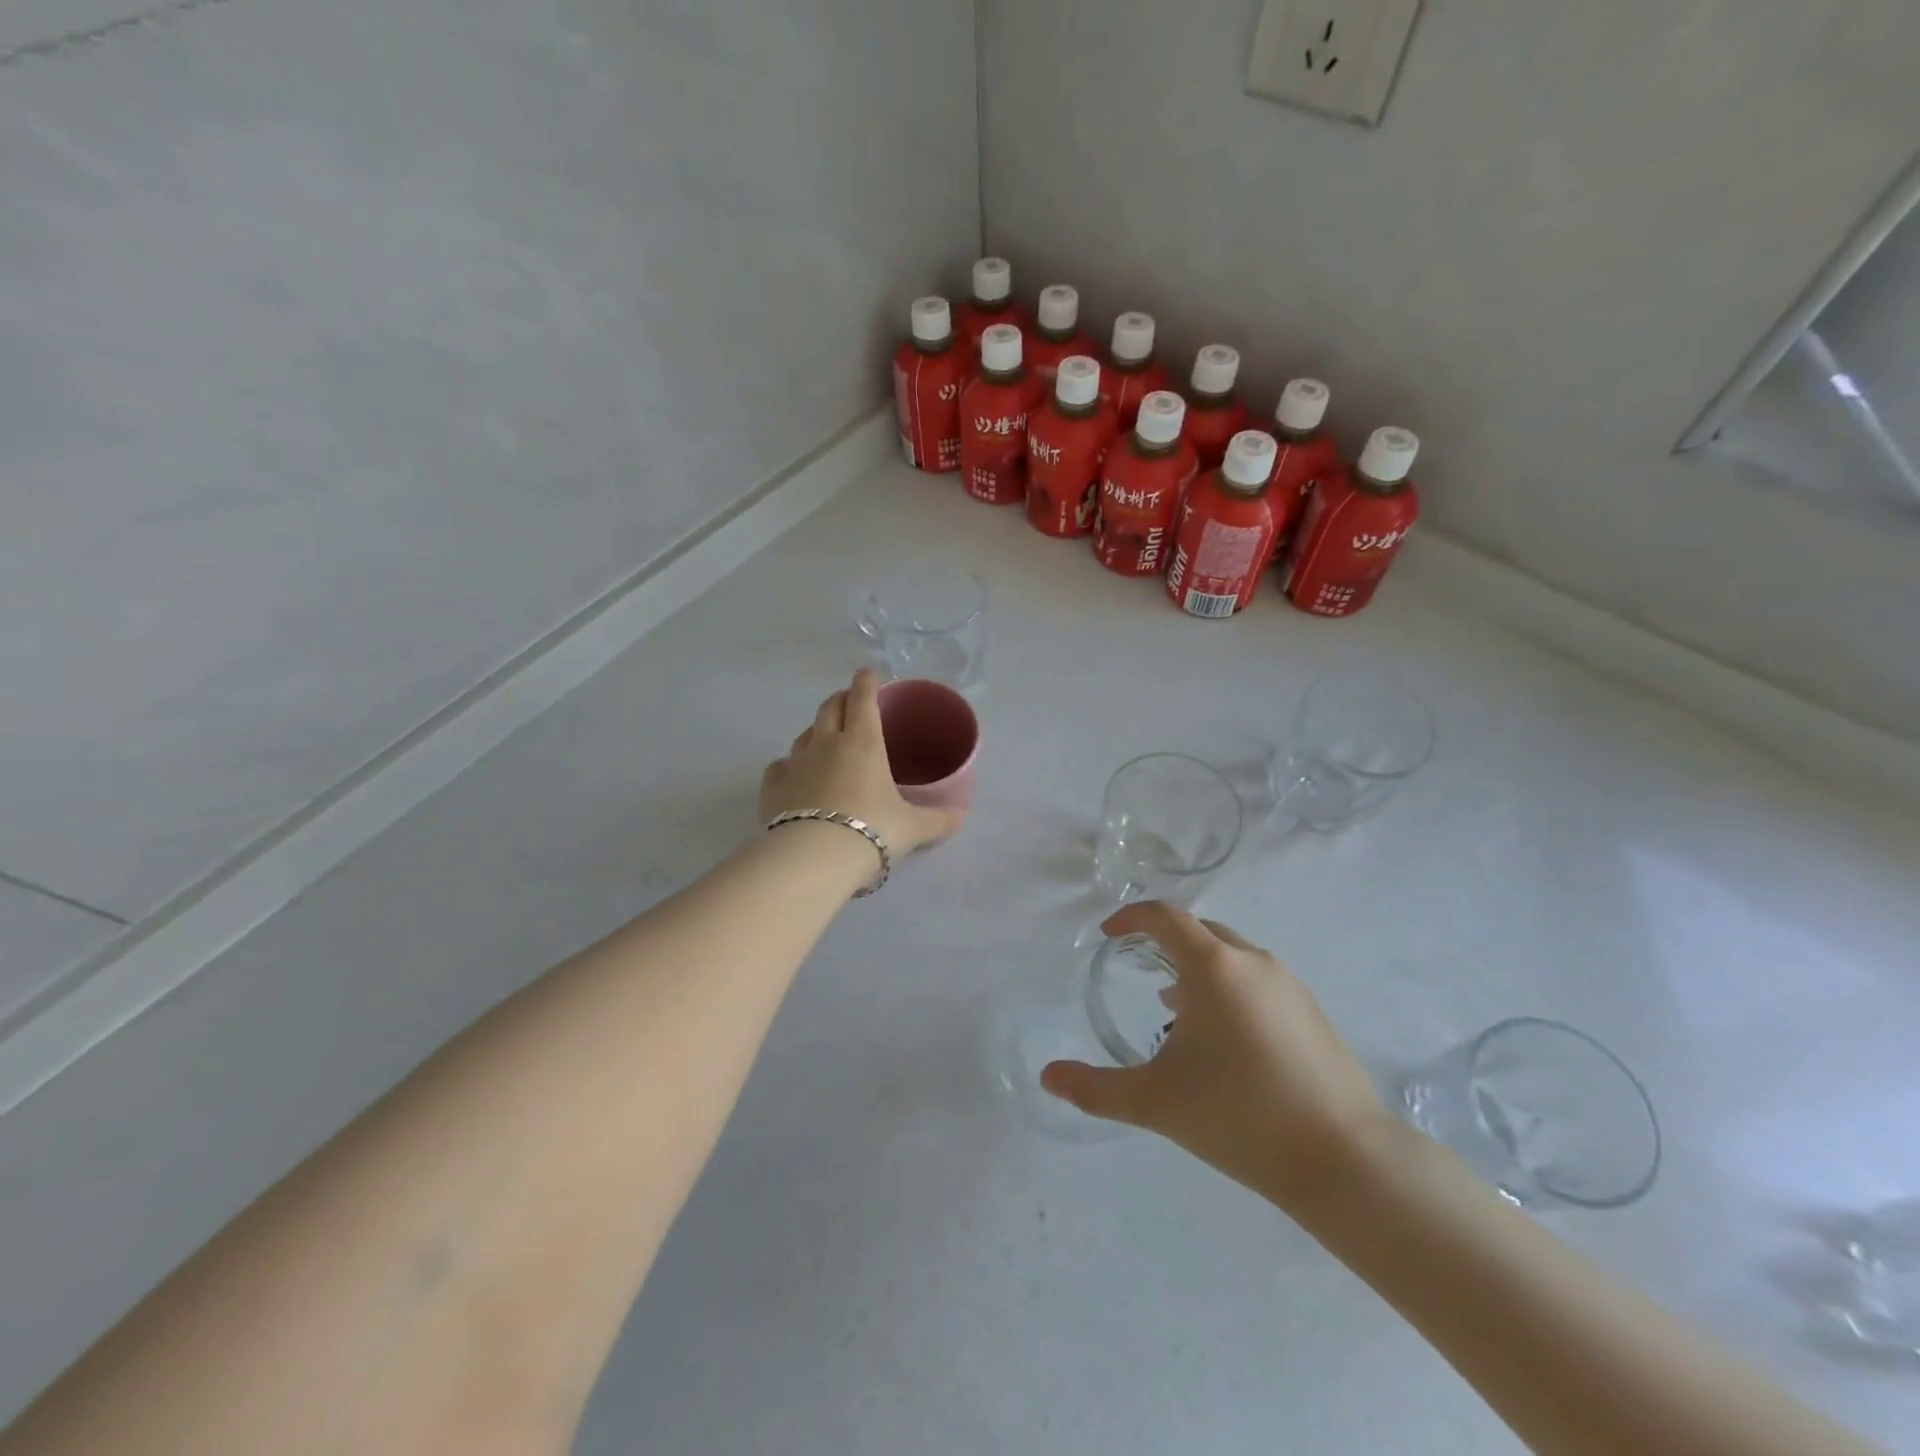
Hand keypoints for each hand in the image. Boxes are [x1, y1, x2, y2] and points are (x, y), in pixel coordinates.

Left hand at [759, 669, 965, 856]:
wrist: (815, 858)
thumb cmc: (872, 831)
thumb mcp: (913, 828)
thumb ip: (939, 819)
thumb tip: (961, 816)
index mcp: (863, 743)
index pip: (863, 700)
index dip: (867, 682)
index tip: (869, 673)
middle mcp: (826, 744)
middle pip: (830, 708)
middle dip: (840, 699)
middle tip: (850, 702)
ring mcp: (795, 764)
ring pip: (804, 735)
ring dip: (816, 730)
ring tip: (825, 738)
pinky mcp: (773, 788)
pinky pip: (780, 766)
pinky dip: (788, 765)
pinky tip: (792, 774)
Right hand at [1041, 902, 1389, 1211]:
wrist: (1345, 1160)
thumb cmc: (1239, 1116)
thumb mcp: (1155, 1102)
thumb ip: (1095, 1088)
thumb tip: (1047, 1077)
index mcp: (1214, 967)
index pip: (1165, 917)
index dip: (1131, 918)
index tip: (1109, 935)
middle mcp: (1253, 962)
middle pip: (1199, 931)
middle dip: (1163, 941)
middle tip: (1138, 967)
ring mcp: (1288, 985)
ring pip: (1231, 956)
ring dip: (1197, 967)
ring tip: (1174, 1006)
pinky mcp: (1312, 1012)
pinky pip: (1257, 980)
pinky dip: (1228, 988)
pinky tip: (1224, 1037)